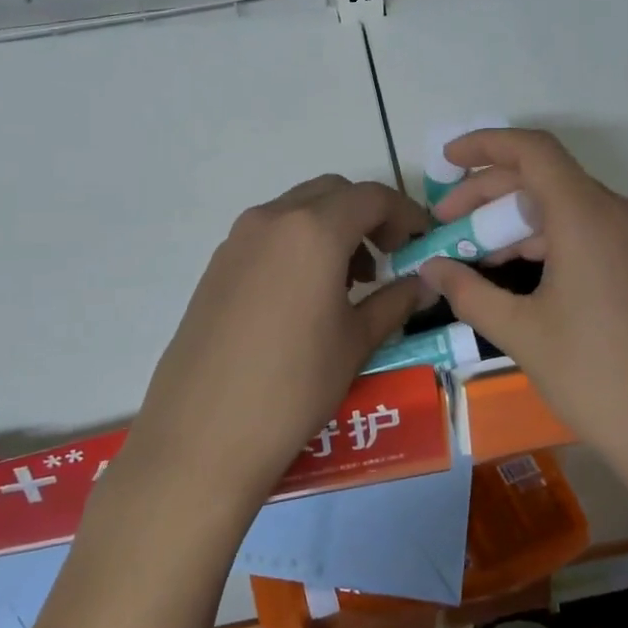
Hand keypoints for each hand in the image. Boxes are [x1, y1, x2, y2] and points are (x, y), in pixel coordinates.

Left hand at [123, 175, 430, 508]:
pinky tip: (306, 295)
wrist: (202, 435)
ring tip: (350, 282)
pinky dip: (299, 243)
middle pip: (332, 192)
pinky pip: (270, 234)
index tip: (422, 241)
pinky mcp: (217, 265)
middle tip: (387, 257)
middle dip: (367, 214)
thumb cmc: (294, 385)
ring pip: (297, 210)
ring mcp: (238, 240)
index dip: (405, 213)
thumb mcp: (356, 342)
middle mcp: (273, 219)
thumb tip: (425, 284)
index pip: (372, 197)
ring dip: (332, 227)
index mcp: (314, 229)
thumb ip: (395, 301)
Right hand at [423, 129, 627, 492]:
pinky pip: (587, 233)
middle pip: (544, 177)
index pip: (532, 150)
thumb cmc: (598, 377)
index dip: (484, 145)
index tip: (446, 160)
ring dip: (516, 222)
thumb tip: (431, 270)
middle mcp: (616, 213)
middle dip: (488, 193)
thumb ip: (470, 293)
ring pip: (565, 208)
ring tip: (473, 257)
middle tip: (446, 225)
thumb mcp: (522, 333)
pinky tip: (518, 276)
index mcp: (586, 215)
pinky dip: (547, 242)